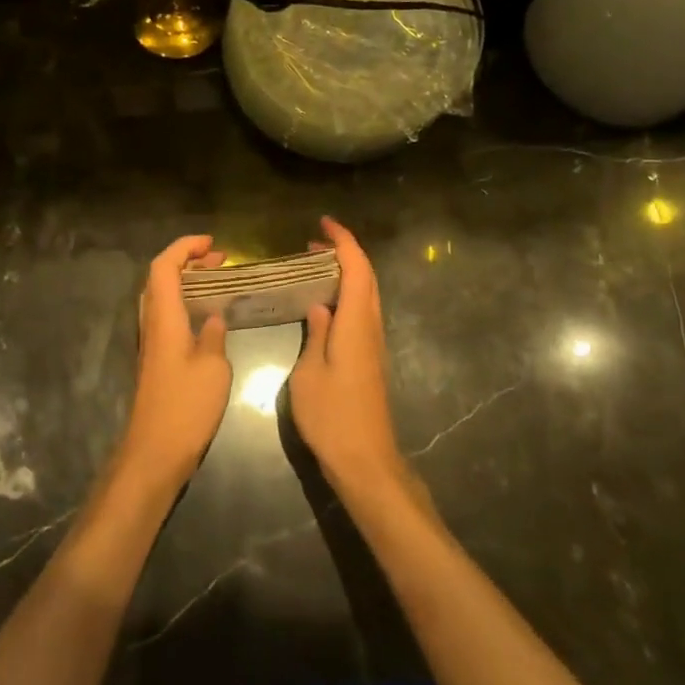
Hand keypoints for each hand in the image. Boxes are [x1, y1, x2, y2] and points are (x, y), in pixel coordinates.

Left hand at [116, 234, 231, 493]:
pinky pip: (167, 315)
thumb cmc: (186, 407)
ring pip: (162, 296)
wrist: (155, 451)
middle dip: (188, 261)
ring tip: (218, 281)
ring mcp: (152, 342)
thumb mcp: (213, 368)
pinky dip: (186, 303)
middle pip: (160, 277)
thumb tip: (213, 318)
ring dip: (187, 282)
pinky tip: (208, 316)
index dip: (185, 248)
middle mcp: (152, 324)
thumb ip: (214, 336)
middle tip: (220, 260)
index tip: (212, 244)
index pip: (164, 267)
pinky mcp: (156, 359)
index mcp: (164, 318)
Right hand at [288, 217, 405, 493]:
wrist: (365, 460)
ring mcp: (374, 343)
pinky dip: (348, 293)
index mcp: (356, 323)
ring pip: (367, 293)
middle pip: (367, 276)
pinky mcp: (371, 358)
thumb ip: (316, 334)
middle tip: (314, 243)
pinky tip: (325, 303)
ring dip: (347, 272)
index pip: (356, 268)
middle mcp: (371, 326)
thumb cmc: (332, 417)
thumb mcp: (309, 373)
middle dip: (345, 252)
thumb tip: (319, 306)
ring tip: (316, 266)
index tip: (324, 224)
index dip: (343, 241)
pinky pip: (363, 311)